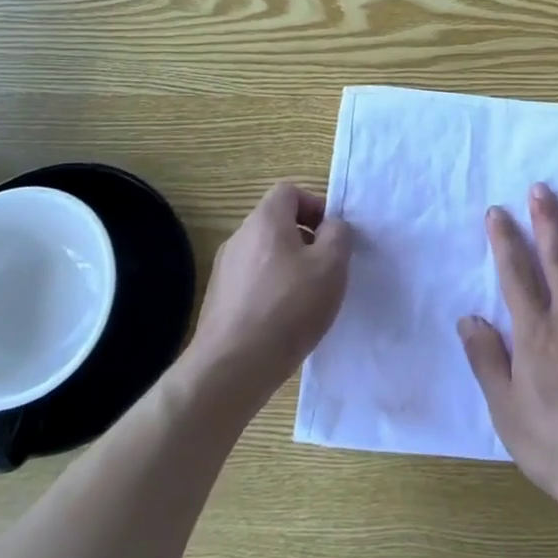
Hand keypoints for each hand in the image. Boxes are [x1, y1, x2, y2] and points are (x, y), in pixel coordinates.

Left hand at [187, 181, 351, 405]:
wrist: (232, 367)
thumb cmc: (288, 307)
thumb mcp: (331, 265)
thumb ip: (338, 235)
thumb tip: (331, 227)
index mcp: (265, 220)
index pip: (289, 191)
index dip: (315, 206)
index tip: (331, 236)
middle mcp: (239, 237)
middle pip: (276, 222)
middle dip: (305, 239)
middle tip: (325, 269)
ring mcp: (224, 269)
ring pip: (265, 253)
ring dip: (288, 266)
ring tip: (306, 299)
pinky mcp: (218, 299)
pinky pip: (252, 281)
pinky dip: (270, 290)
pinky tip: (283, 321)